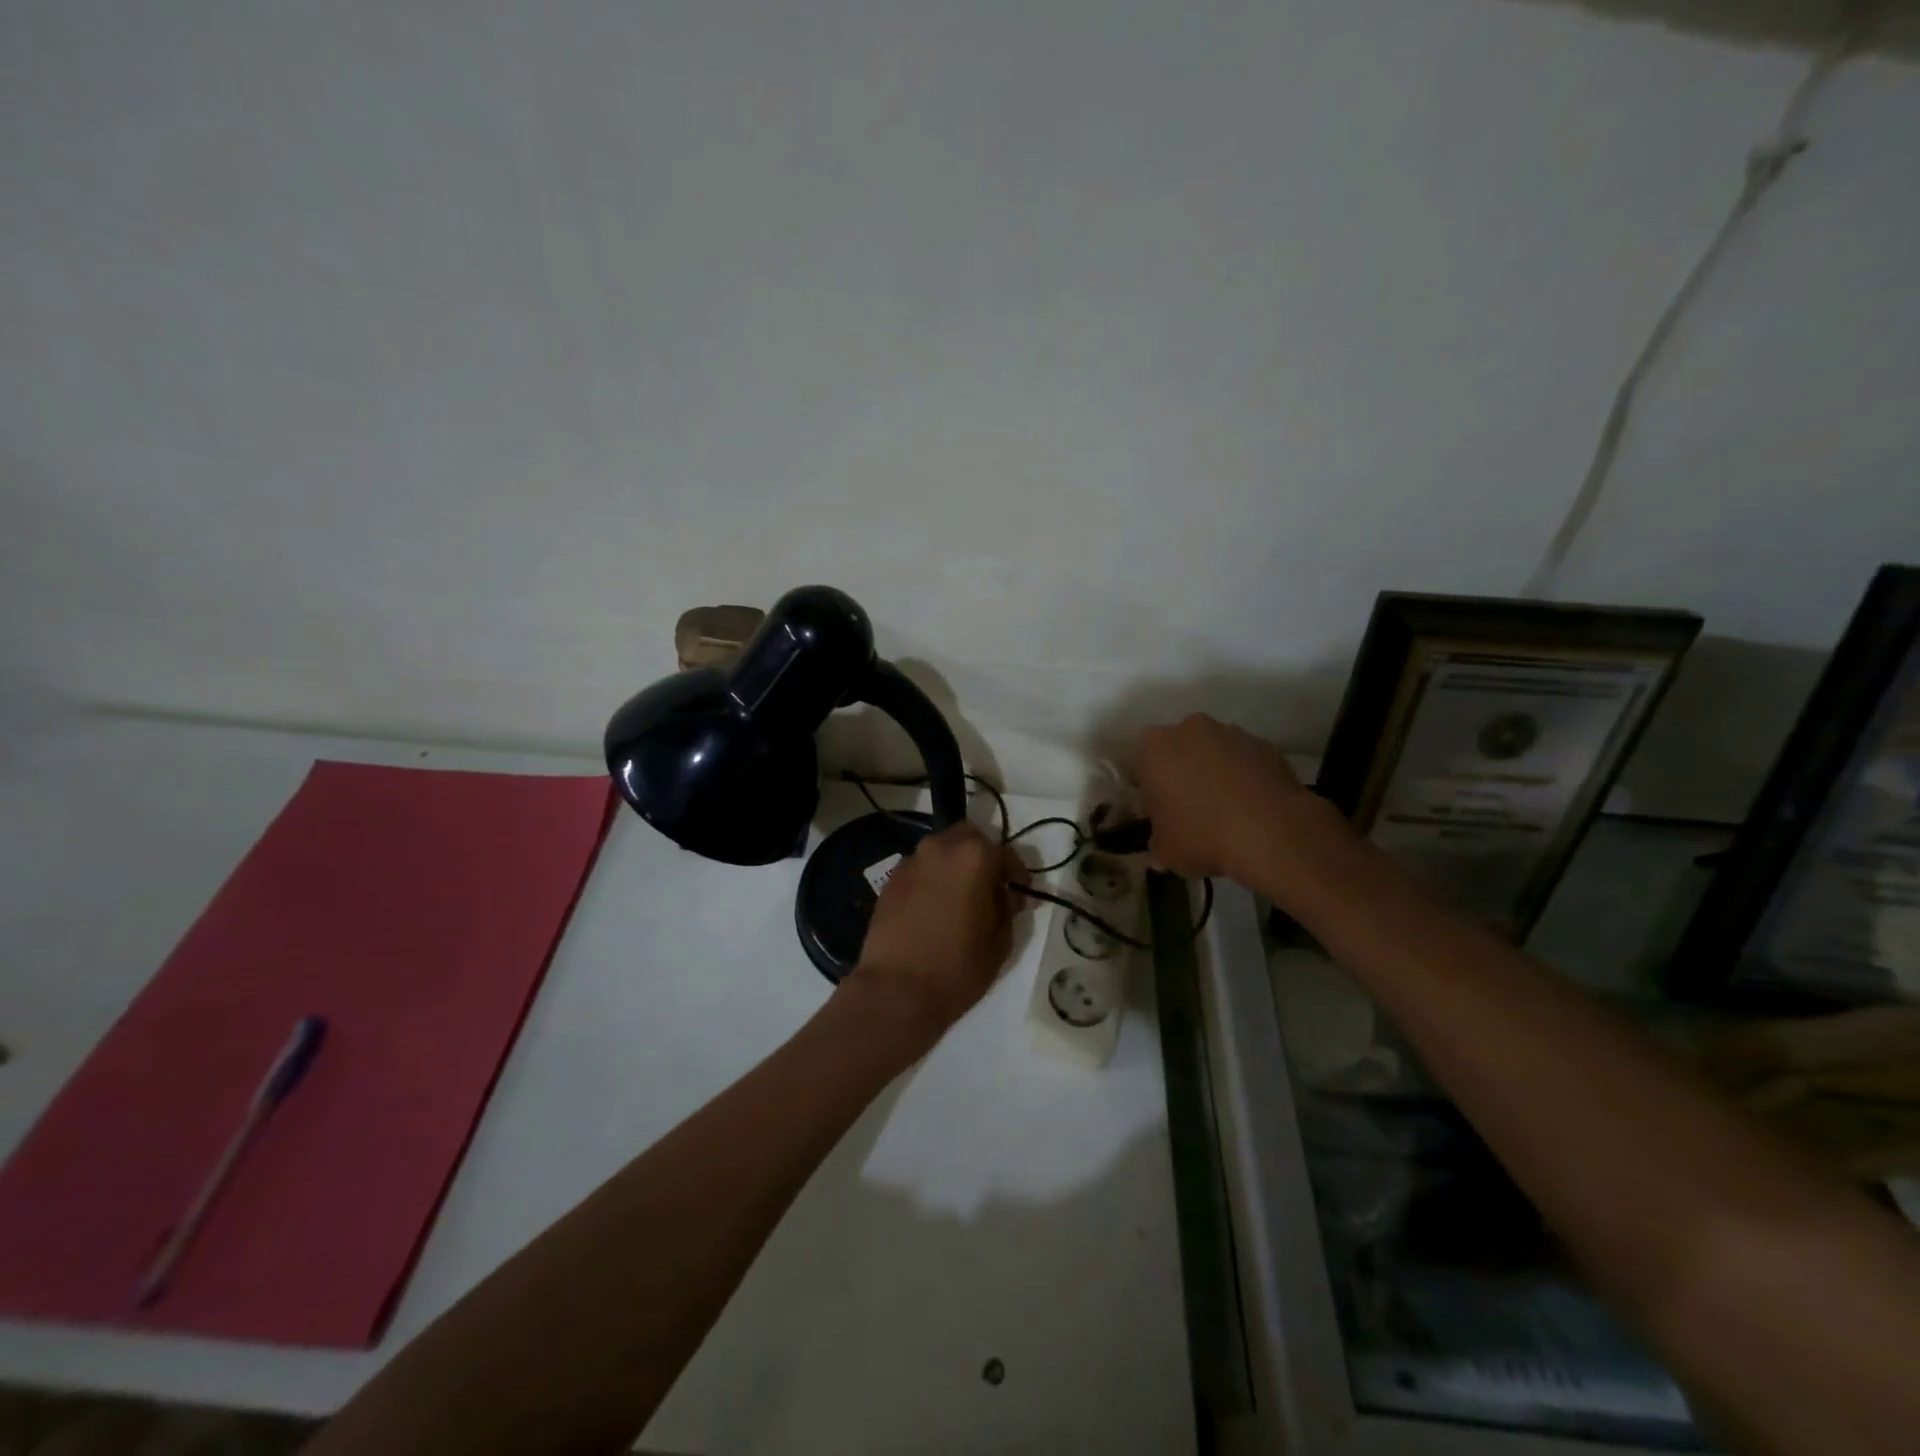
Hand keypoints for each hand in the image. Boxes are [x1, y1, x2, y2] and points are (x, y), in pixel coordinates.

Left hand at [848, 822, 1028, 1044]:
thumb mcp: (1000, 941)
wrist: (896, 991)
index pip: (1005, 854)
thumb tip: (1006, 895)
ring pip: (941, 851)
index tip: (1022, 896)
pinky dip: (932, 880)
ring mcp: (910, 862)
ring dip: (955, 867)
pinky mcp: (890, 881)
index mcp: (973, 857)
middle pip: (968, 838)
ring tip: (961, 899)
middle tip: (990, 887)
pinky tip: (935, 909)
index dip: (1017, 875)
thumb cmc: (957, 968)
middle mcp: (940, 848)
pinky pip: (920, 870)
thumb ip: (1007, 908)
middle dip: (983, 857)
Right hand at [1133, 713, 1323, 883]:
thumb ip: (1158, 843)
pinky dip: (1247, 779)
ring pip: (1215, 753)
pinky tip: (1253, 810)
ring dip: (1216, 774)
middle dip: (1184, 775)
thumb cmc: (1201, 835)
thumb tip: (1162, 847)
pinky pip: (1246, 762)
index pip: (1142, 765)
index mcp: (1153, 748)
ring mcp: (1231, 733)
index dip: (1152, 791)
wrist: (1271, 832)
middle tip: (1192, 812)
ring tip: (1228, 813)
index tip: (1162, 814)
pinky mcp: (1266, 745)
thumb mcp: (1165, 851)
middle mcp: (1189, 729)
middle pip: (1180, 751)